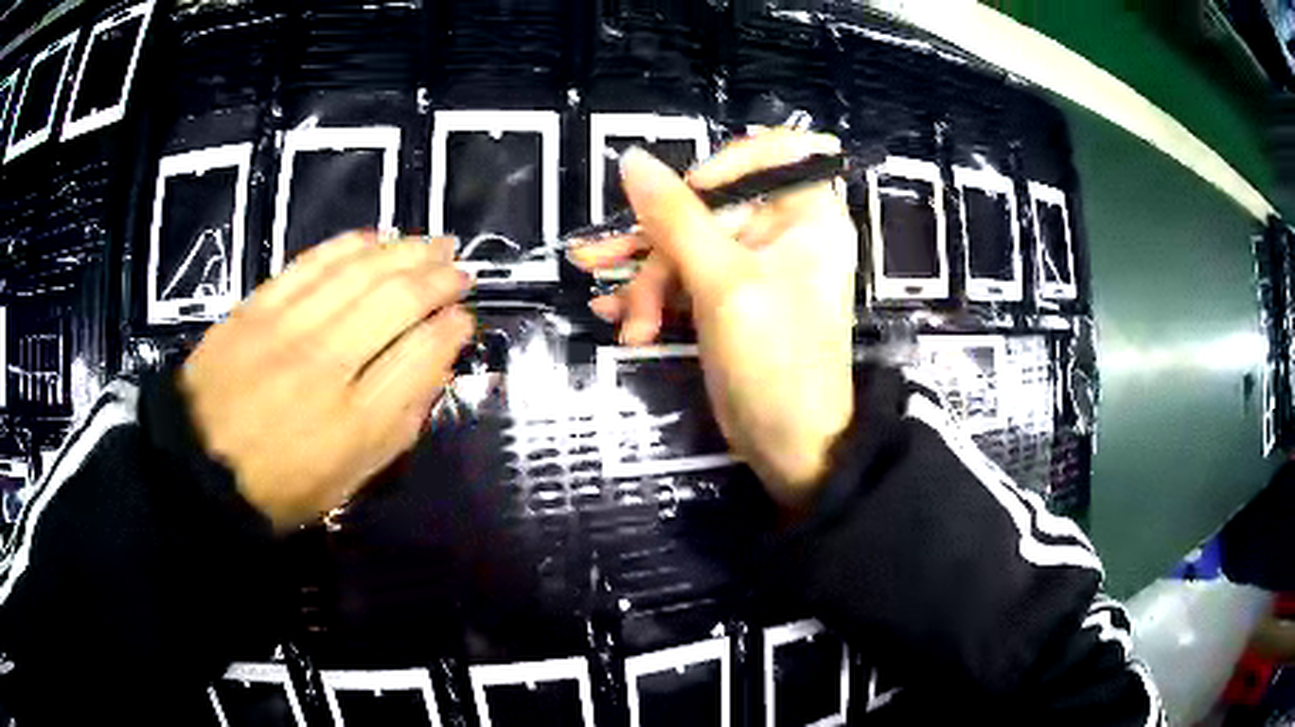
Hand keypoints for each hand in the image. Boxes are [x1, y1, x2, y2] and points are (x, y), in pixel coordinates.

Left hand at [180, 233, 474, 530]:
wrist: (197, 465)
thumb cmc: (279, 486)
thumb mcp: (348, 481)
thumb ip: (397, 426)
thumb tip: (435, 368)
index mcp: (353, 423)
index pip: (419, 357)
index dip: (452, 330)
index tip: (465, 318)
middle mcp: (326, 366)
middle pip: (396, 303)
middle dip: (439, 279)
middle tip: (461, 270)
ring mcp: (288, 329)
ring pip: (360, 272)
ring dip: (405, 251)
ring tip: (433, 244)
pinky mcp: (258, 307)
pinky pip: (312, 262)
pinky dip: (349, 245)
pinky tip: (375, 238)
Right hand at [570, 131, 857, 509]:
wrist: (790, 447)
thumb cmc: (775, 361)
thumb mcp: (722, 283)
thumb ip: (675, 217)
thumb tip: (632, 160)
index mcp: (805, 213)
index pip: (771, 151)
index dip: (724, 164)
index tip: (685, 195)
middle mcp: (782, 230)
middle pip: (710, 202)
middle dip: (659, 243)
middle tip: (617, 272)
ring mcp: (753, 265)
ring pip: (687, 242)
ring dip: (646, 278)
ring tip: (621, 319)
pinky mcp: (729, 298)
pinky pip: (684, 278)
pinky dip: (653, 298)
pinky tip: (620, 320)